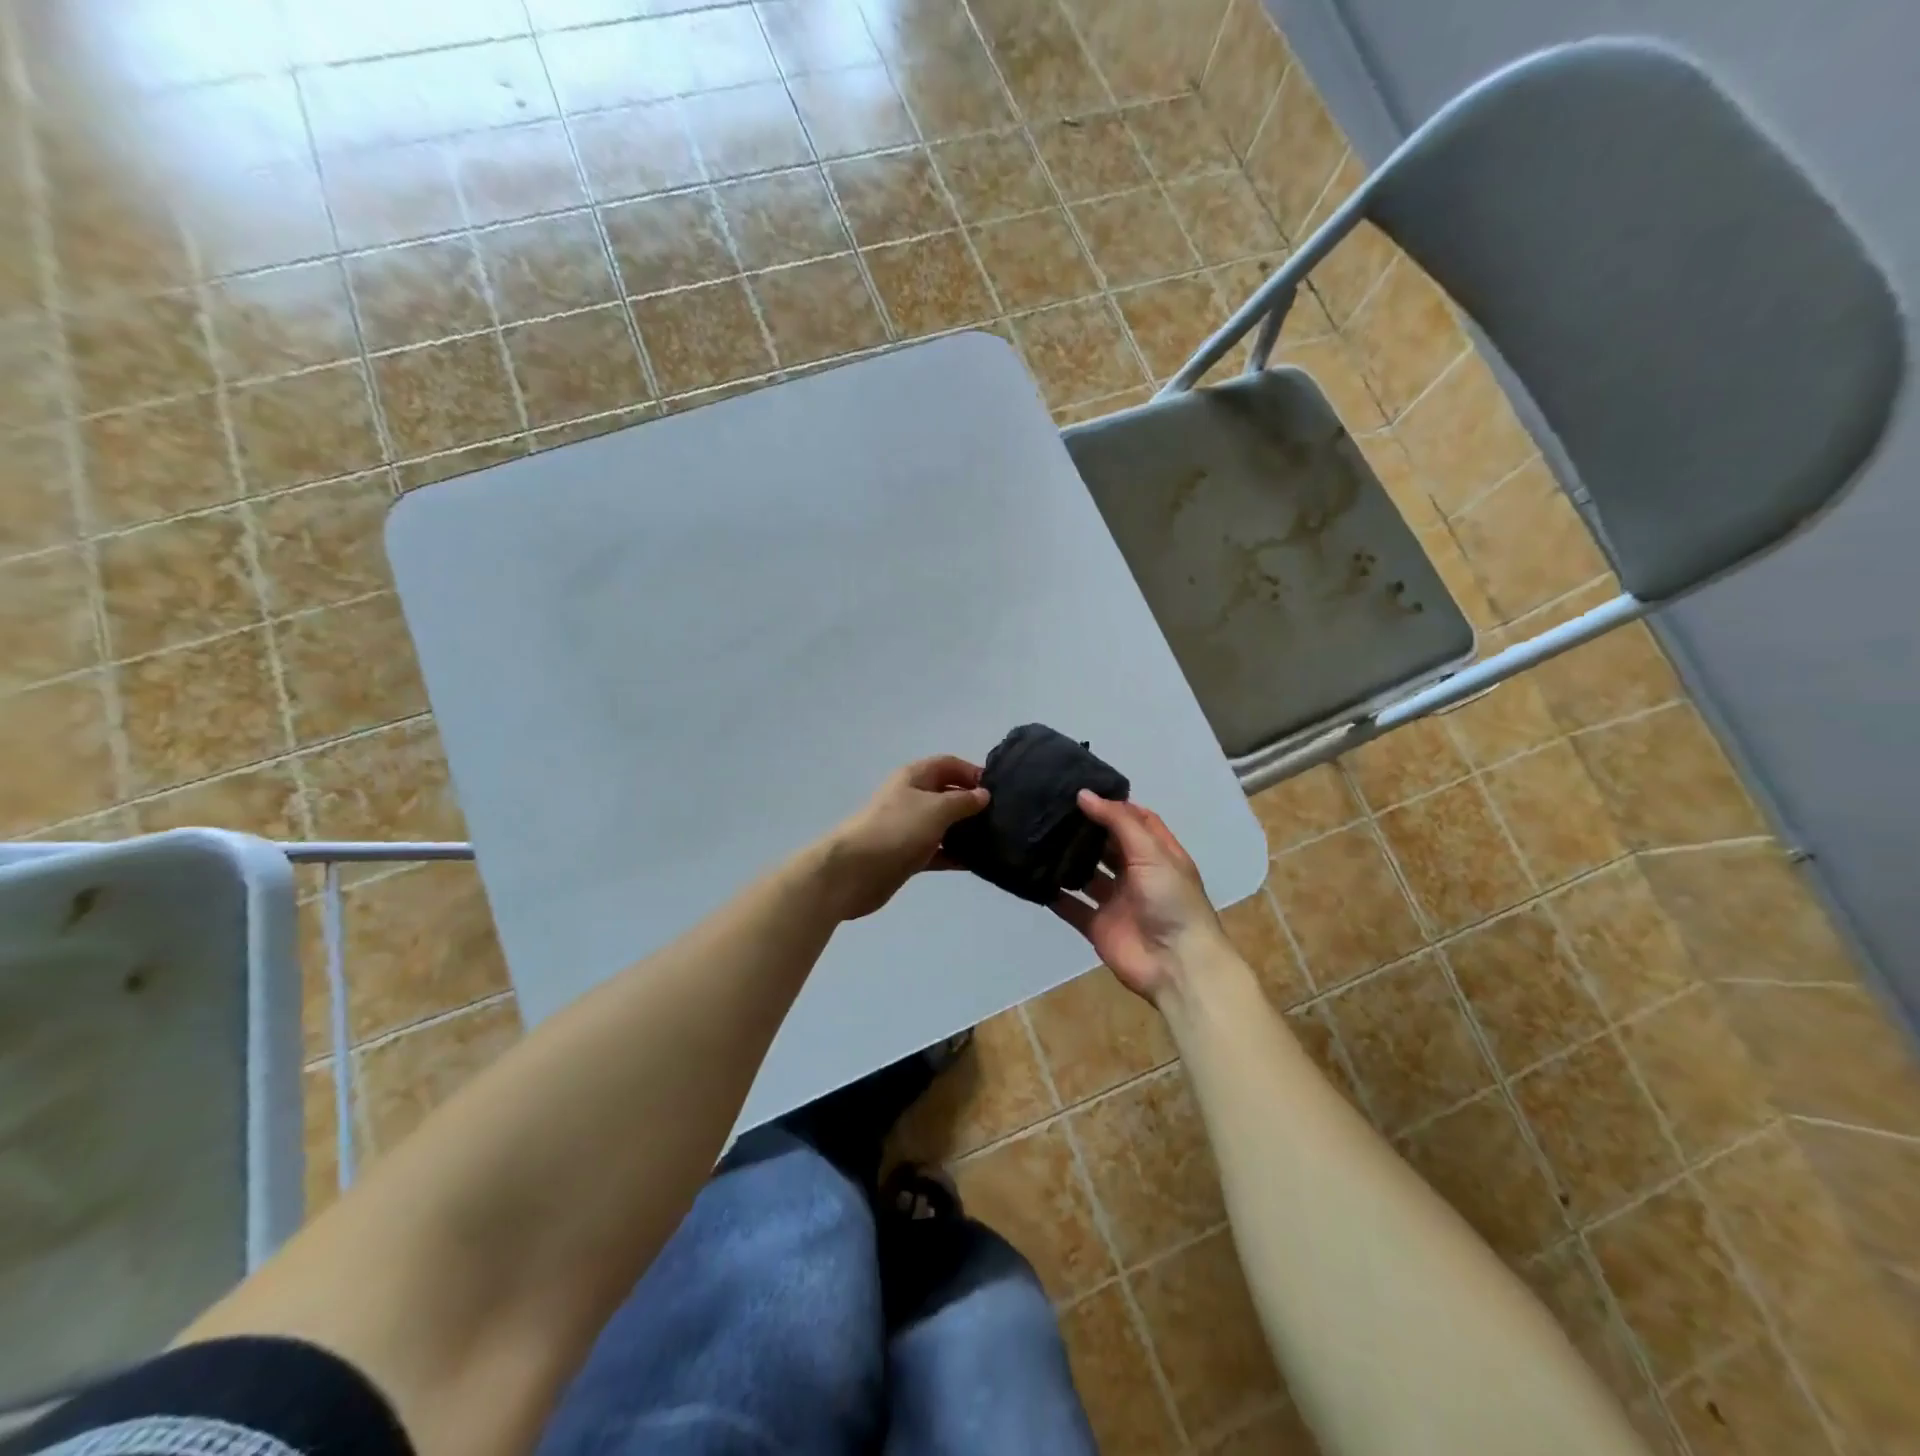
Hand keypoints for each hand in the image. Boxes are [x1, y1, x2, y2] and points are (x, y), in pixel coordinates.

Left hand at [820, 756, 988, 919]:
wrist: (853, 871)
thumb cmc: (896, 829)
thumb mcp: (936, 808)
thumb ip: (963, 800)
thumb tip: (984, 794)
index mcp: (914, 777)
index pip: (948, 764)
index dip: (972, 771)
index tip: (998, 789)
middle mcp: (911, 798)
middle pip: (947, 794)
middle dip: (972, 803)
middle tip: (1002, 816)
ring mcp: (908, 828)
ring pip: (944, 825)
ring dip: (965, 831)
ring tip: (995, 839)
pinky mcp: (907, 855)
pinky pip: (937, 851)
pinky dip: (955, 855)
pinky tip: (977, 862)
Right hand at [1051, 792, 1227, 1004]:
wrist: (1176, 965)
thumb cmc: (1171, 900)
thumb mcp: (1151, 852)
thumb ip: (1117, 822)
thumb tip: (1083, 794)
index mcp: (1158, 854)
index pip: (1137, 820)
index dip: (1114, 805)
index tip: (1083, 789)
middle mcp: (1137, 875)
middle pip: (1108, 846)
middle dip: (1085, 830)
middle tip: (1052, 810)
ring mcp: (1117, 901)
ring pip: (1087, 875)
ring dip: (1067, 860)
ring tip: (1038, 837)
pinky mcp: (1098, 926)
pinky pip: (1072, 907)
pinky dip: (1054, 895)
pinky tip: (1033, 877)